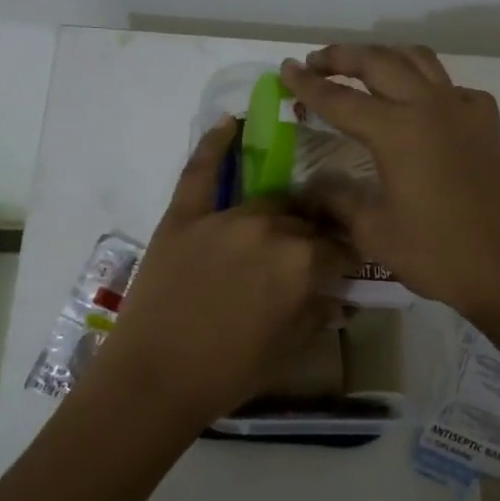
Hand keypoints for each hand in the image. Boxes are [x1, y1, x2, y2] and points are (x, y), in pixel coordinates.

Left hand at [86, 118, 357, 426]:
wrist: (154, 379)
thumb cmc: (228, 372)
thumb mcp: (290, 348)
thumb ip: (320, 312)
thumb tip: (338, 294)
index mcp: (303, 263)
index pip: (339, 248)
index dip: (345, 259)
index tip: (344, 267)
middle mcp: (270, 228)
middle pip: (305, 220)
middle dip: (313, 236)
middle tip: (308, 253)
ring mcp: (224, 217)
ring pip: (268, 200)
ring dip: (281, 212)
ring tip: (282, 222)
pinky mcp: (184, 216)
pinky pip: (201, 171)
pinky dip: (215, 143)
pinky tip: (230, 121)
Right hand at [279, 44, 499, 324]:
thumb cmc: (437, 254)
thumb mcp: (374, 232)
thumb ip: (338, 201)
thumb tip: (313, 188)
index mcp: (396, 130)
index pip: (340, 99)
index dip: (308, 85)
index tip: (286, 69)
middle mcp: (429, 106)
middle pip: (378, 62)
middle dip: (342, 57)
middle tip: (316, 62)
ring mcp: (463, 110)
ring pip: (419, 60)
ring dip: (385, 56)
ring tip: (363, 68)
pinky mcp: (487, 124)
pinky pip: (452, 87)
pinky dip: (428, 83)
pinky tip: (421, 105)